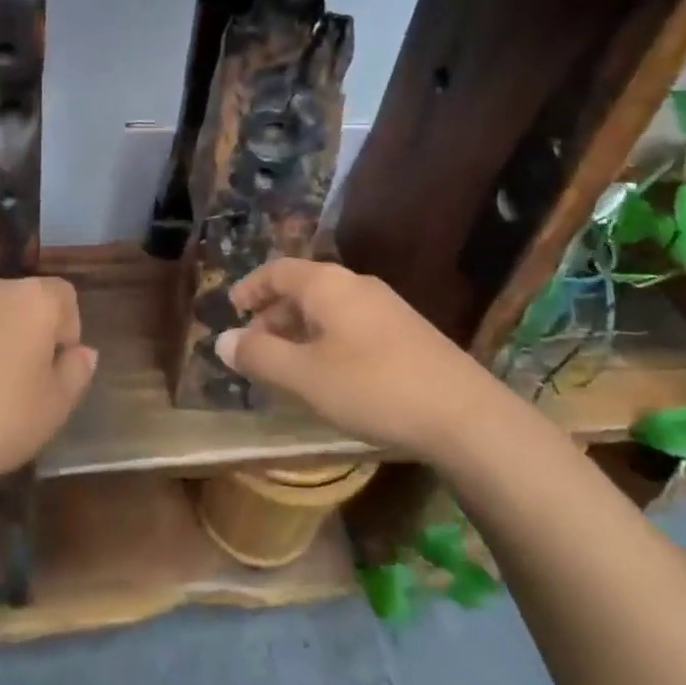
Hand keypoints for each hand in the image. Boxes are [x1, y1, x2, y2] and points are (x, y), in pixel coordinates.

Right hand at [216, 258, 493, 458]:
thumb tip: (221, 340)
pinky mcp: (406, 332)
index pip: (277, 271)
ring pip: (328, 309)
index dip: (251, 287)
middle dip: (274, 315)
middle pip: (303, 288)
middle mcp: (356, 285)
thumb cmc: (372, 387)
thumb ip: (260, 356)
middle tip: (254, 346)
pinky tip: (329, 374)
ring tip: (287, 365)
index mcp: (328, 284)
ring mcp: (386, 307)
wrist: (464, 413)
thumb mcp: (305, 376)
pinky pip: (350, 324)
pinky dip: (326, 340)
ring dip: (300, 330)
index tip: (232, 308)